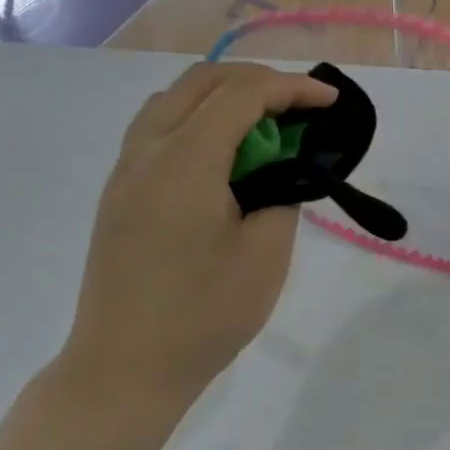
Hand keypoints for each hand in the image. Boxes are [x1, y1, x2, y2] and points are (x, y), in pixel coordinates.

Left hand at [56, 62, 335, 408]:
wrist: (125, 368)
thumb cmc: (203, 315)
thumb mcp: (266, 255)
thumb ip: (282, 194)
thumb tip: (281, 169)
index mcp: (184, 161)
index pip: (242, 95)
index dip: (291, 88)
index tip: (331, 101)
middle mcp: (146, 151)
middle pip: (202, 83)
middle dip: (257, 81)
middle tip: (300, 106)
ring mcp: (125, 172)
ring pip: (173, 101)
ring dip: (222, 97)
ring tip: (263, 125)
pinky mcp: (118, 195)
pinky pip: (157, 130)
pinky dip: (196, 121)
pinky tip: (221, 155)